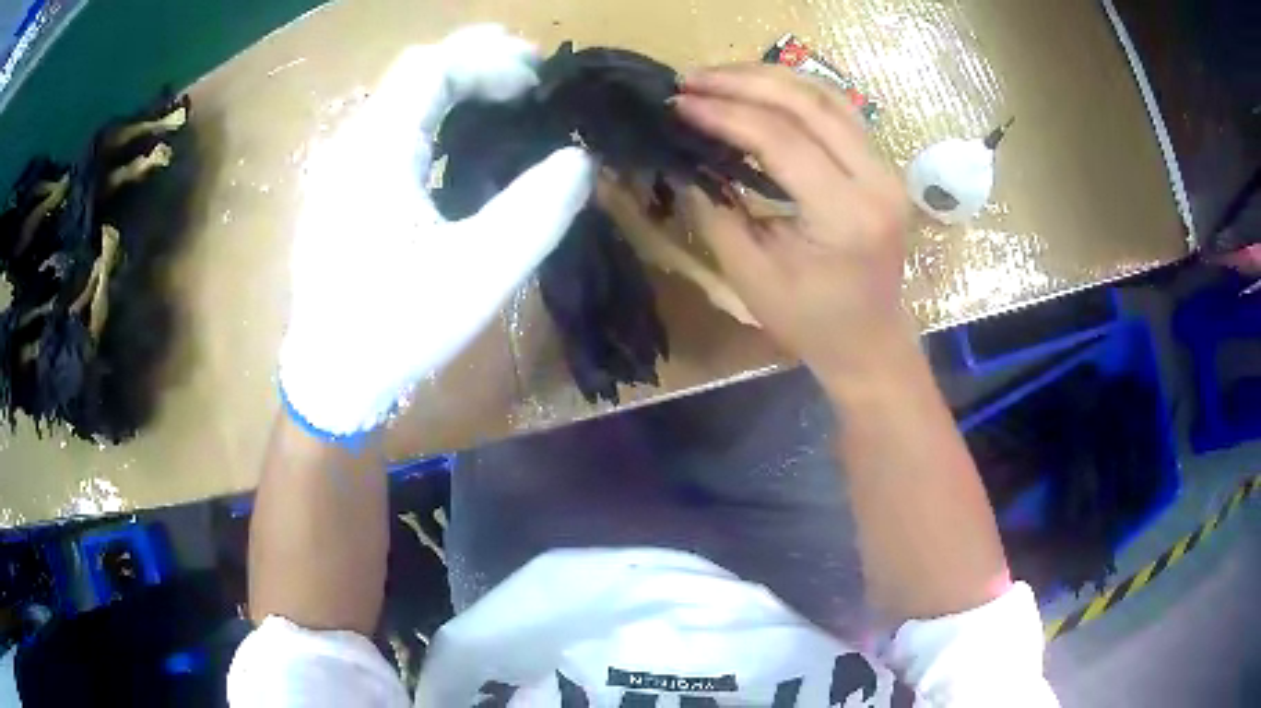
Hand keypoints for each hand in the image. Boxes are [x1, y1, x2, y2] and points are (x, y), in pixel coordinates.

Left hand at [279, 25, 595, 437]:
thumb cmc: (396, 329)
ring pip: (402, 99)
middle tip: (532, 81)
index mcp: (375, 151)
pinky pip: (393, 130)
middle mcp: (352, 145)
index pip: (433, 66)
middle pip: (415, 72)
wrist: (330, 379)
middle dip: (478, 61)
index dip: (491, 60)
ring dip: (458, 87)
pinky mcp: (344, 192)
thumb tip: (580, 160)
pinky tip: (463, 145)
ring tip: (508, 100)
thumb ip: (536, 211)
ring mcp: (343, 168)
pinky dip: (436, 118)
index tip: (538, 84)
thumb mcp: (477, 274)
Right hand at [674, 65, 911, 381]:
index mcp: (846, 215)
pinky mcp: (881, 166)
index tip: (679, 103)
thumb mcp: (750, 274)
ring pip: (829, 97)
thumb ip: (714, 210)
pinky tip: (760, 89)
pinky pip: (840, 111)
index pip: (782, 140)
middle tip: (691, 79)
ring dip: (770, 79)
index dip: (725, 114)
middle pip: (810, 104)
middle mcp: (876, 181)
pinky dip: (796, 92)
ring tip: (718, 76)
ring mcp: (885, 169)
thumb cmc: (810, 322)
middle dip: (744, 82)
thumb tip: (682, 159)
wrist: (870, 341)